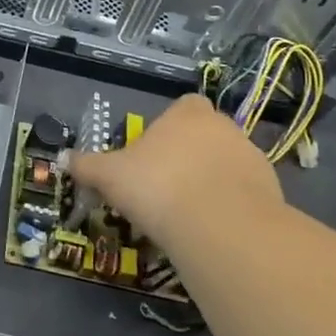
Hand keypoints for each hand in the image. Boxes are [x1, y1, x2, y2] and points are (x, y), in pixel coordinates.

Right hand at [68, 94, 281, 259]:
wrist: (220, 227)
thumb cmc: (158, 186)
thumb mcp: (110, 176)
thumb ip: (87, 166)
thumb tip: (63, 159)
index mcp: (187, 114)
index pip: (183, 107)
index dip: (169, 127)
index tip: (152, 155)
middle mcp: (224, 127)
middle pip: (205, 135)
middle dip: (189, 155)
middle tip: (165, 186)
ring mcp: (253, 158)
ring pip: (227, 164)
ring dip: (211, 181)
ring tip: (188, 213)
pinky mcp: (272, 191)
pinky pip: (245, 193)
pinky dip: (230, 206)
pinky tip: (211, 228)